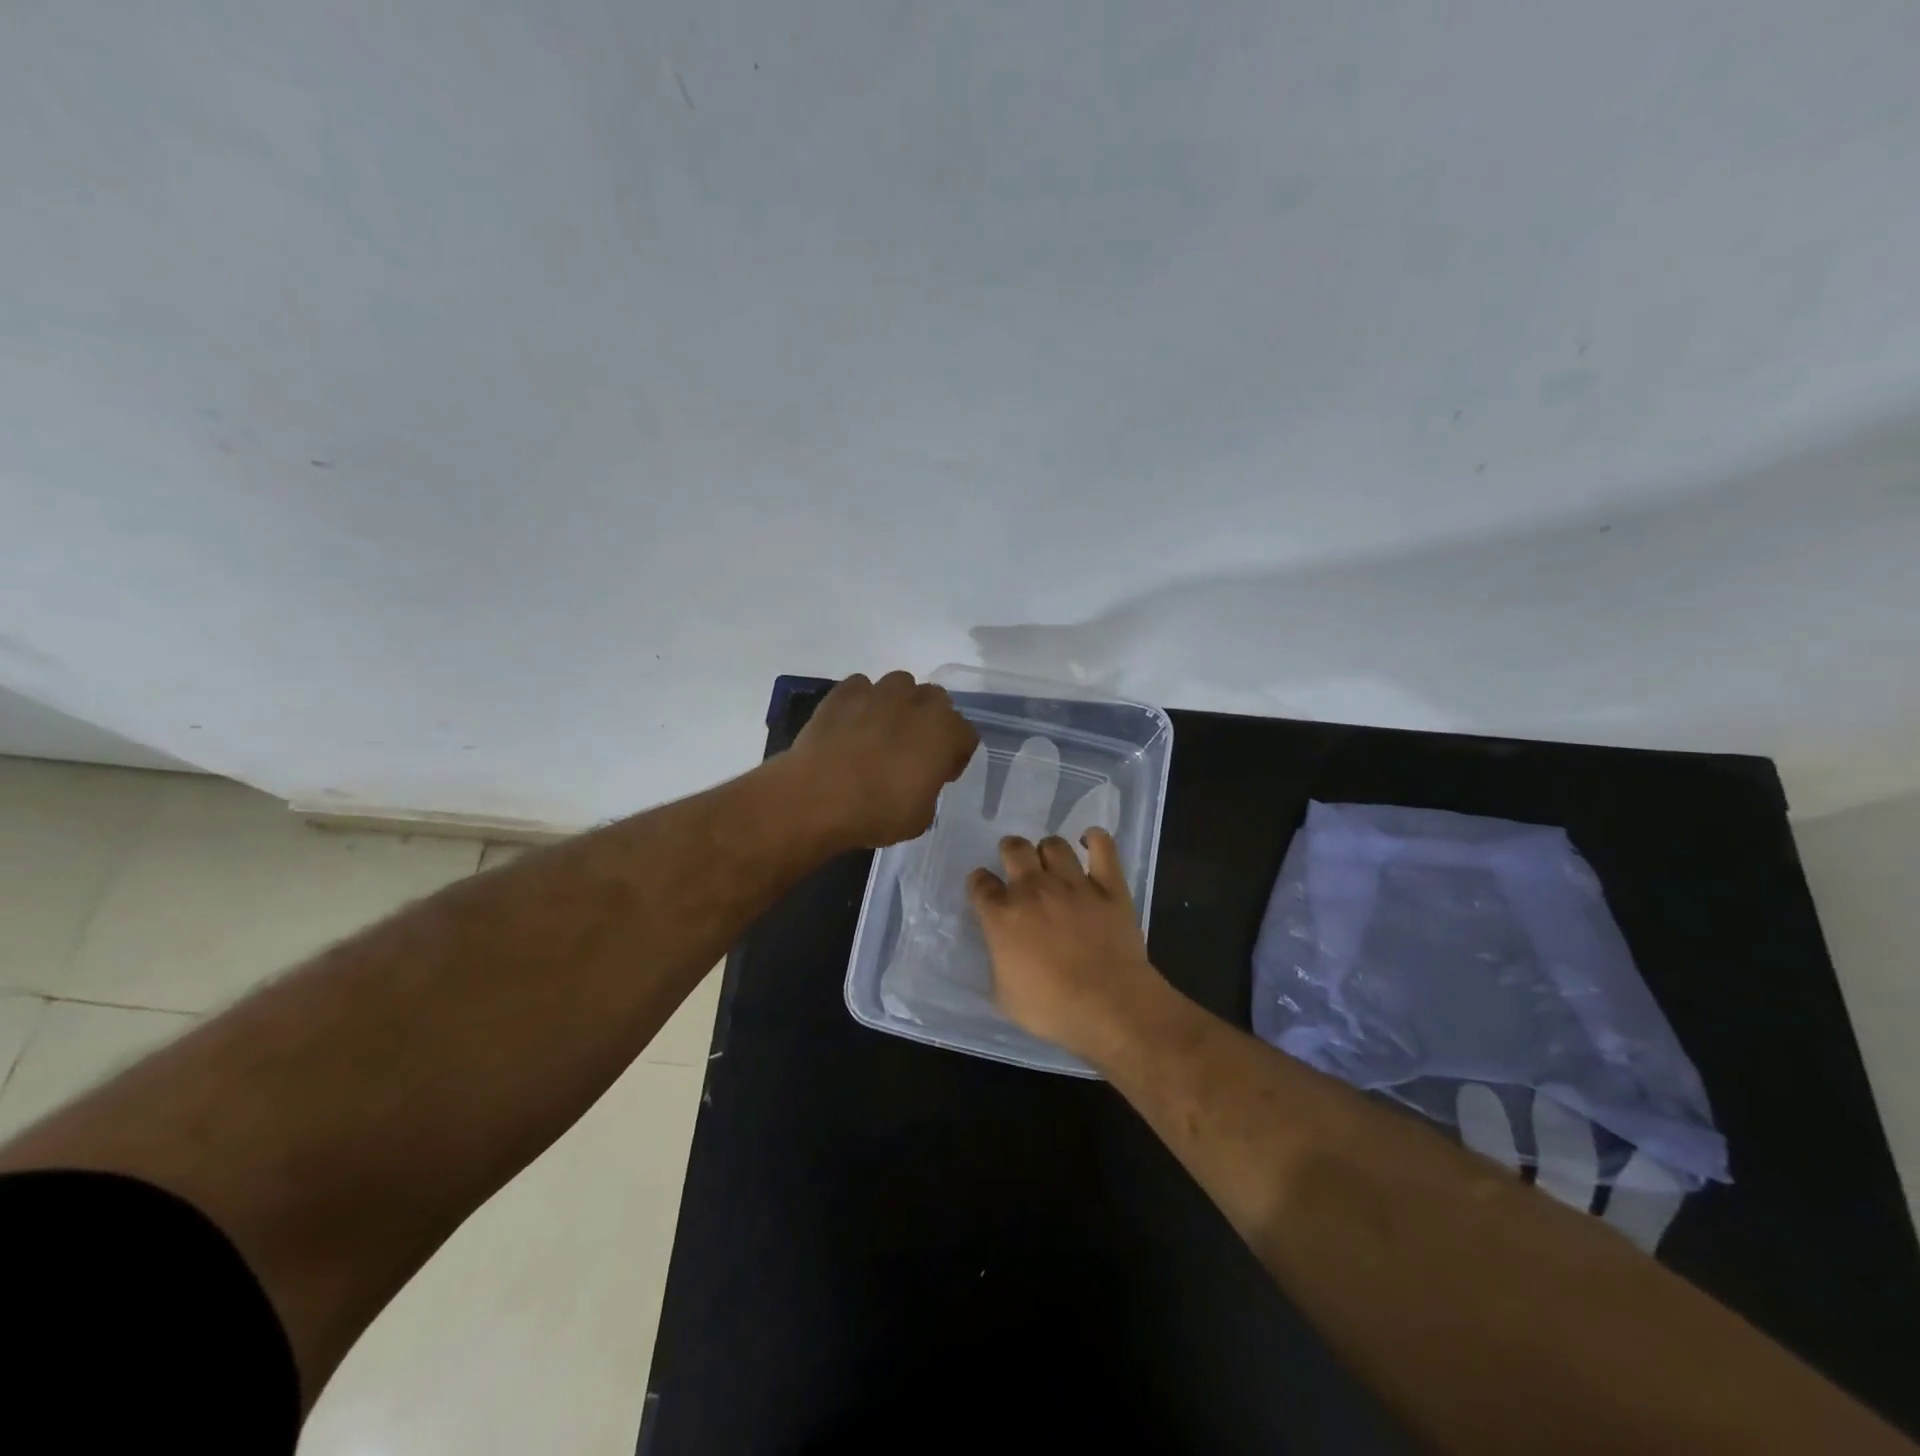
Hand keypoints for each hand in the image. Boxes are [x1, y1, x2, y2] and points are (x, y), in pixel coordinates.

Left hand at [786, 671, 978, 847]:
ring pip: (901, 685)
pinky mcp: (843, 692)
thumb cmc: (877, 812)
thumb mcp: (921, 816)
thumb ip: (930, 787)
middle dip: (930, 721)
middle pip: (937, 700)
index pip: (966, 734)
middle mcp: (917, 702)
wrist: (816, 798)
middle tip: (913, 751)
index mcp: (945, 731)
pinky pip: (862, 687)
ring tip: (882, 732)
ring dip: (899, 704)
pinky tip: (852, 725)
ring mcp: (878, 692)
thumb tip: (919, 780)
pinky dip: (862, 701)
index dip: (955, 756)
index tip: (940, 775)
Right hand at [967, 829, 1165, 1061]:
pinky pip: (1103, 847)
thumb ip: (997, 963)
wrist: (1109, 1005)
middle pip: (1014, 848)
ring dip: (1049, 850)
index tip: (985, 890)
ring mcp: (1073, 883)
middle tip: (1017, 865)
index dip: (980, 883)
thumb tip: (1000, 950)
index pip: (980, 883)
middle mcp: (1033, 889)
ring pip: (1054, 844)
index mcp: (1002, 915)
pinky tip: (1091, 842)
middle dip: (1011, 851)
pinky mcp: (1109, 885)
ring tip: (1052, 863)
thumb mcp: (1004, 996)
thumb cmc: (1051, 1009)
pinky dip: (1096, 839)